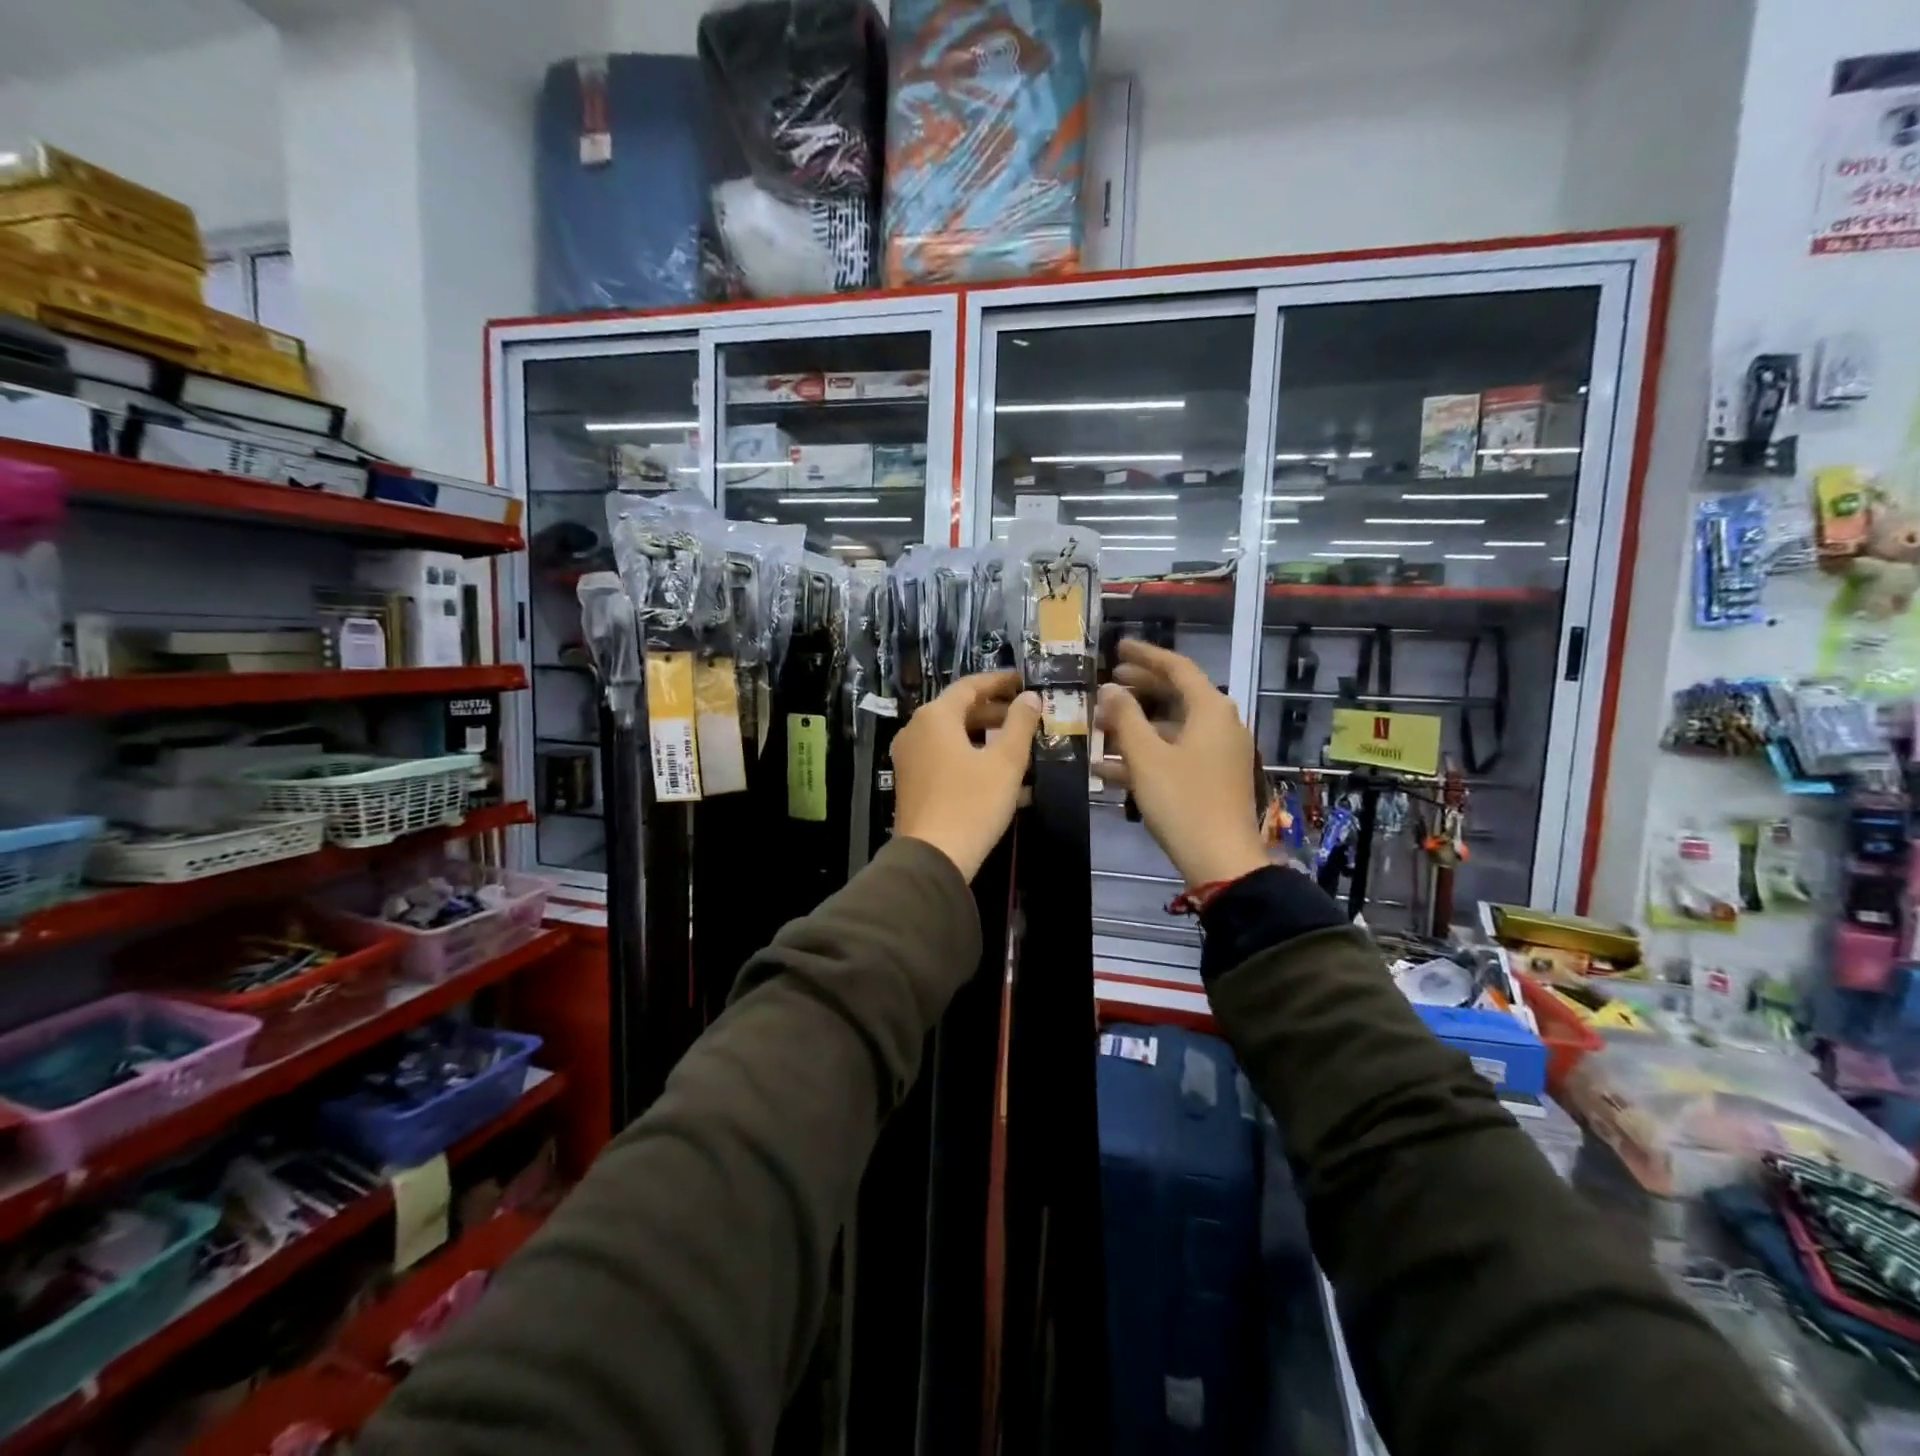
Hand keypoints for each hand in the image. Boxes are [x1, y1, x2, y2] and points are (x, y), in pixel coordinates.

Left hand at [892, 671, 1042, 880]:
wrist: (932, 857)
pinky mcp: (912, 783)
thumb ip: (1020, 724)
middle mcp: (916, 731)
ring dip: (986, 737)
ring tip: (1019, 745)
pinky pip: (945, 759)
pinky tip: (1000, 776)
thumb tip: (1030, 697)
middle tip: (1027, 715)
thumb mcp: (1005, 762)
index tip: (1024, 681)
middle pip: (959, 710)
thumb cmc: (972, 803)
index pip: (970, 686)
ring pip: (953, 737)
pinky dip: (972, 758)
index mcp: (935, 717)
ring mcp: (910, 758)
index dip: (999, 681)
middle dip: (995, 711)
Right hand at [1095, 640, 1268, 890]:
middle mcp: (1220, 724)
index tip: (1118, 648)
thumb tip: (1110, 689)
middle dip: (1139, 689)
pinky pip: (1174, 754)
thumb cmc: (1182, 801)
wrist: (1220, 860)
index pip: (1177, 667)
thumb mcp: (1146, 757)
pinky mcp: (1212, 778)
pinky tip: (1106, 768)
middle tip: (1107, 682)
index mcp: (1211, 709)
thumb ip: (1125, 717)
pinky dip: (1145, 755)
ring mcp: (1218, 753)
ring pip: (1171, 727)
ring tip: (1098, 726)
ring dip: (1135, 726)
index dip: (1146, 655)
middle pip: (1176, 695)